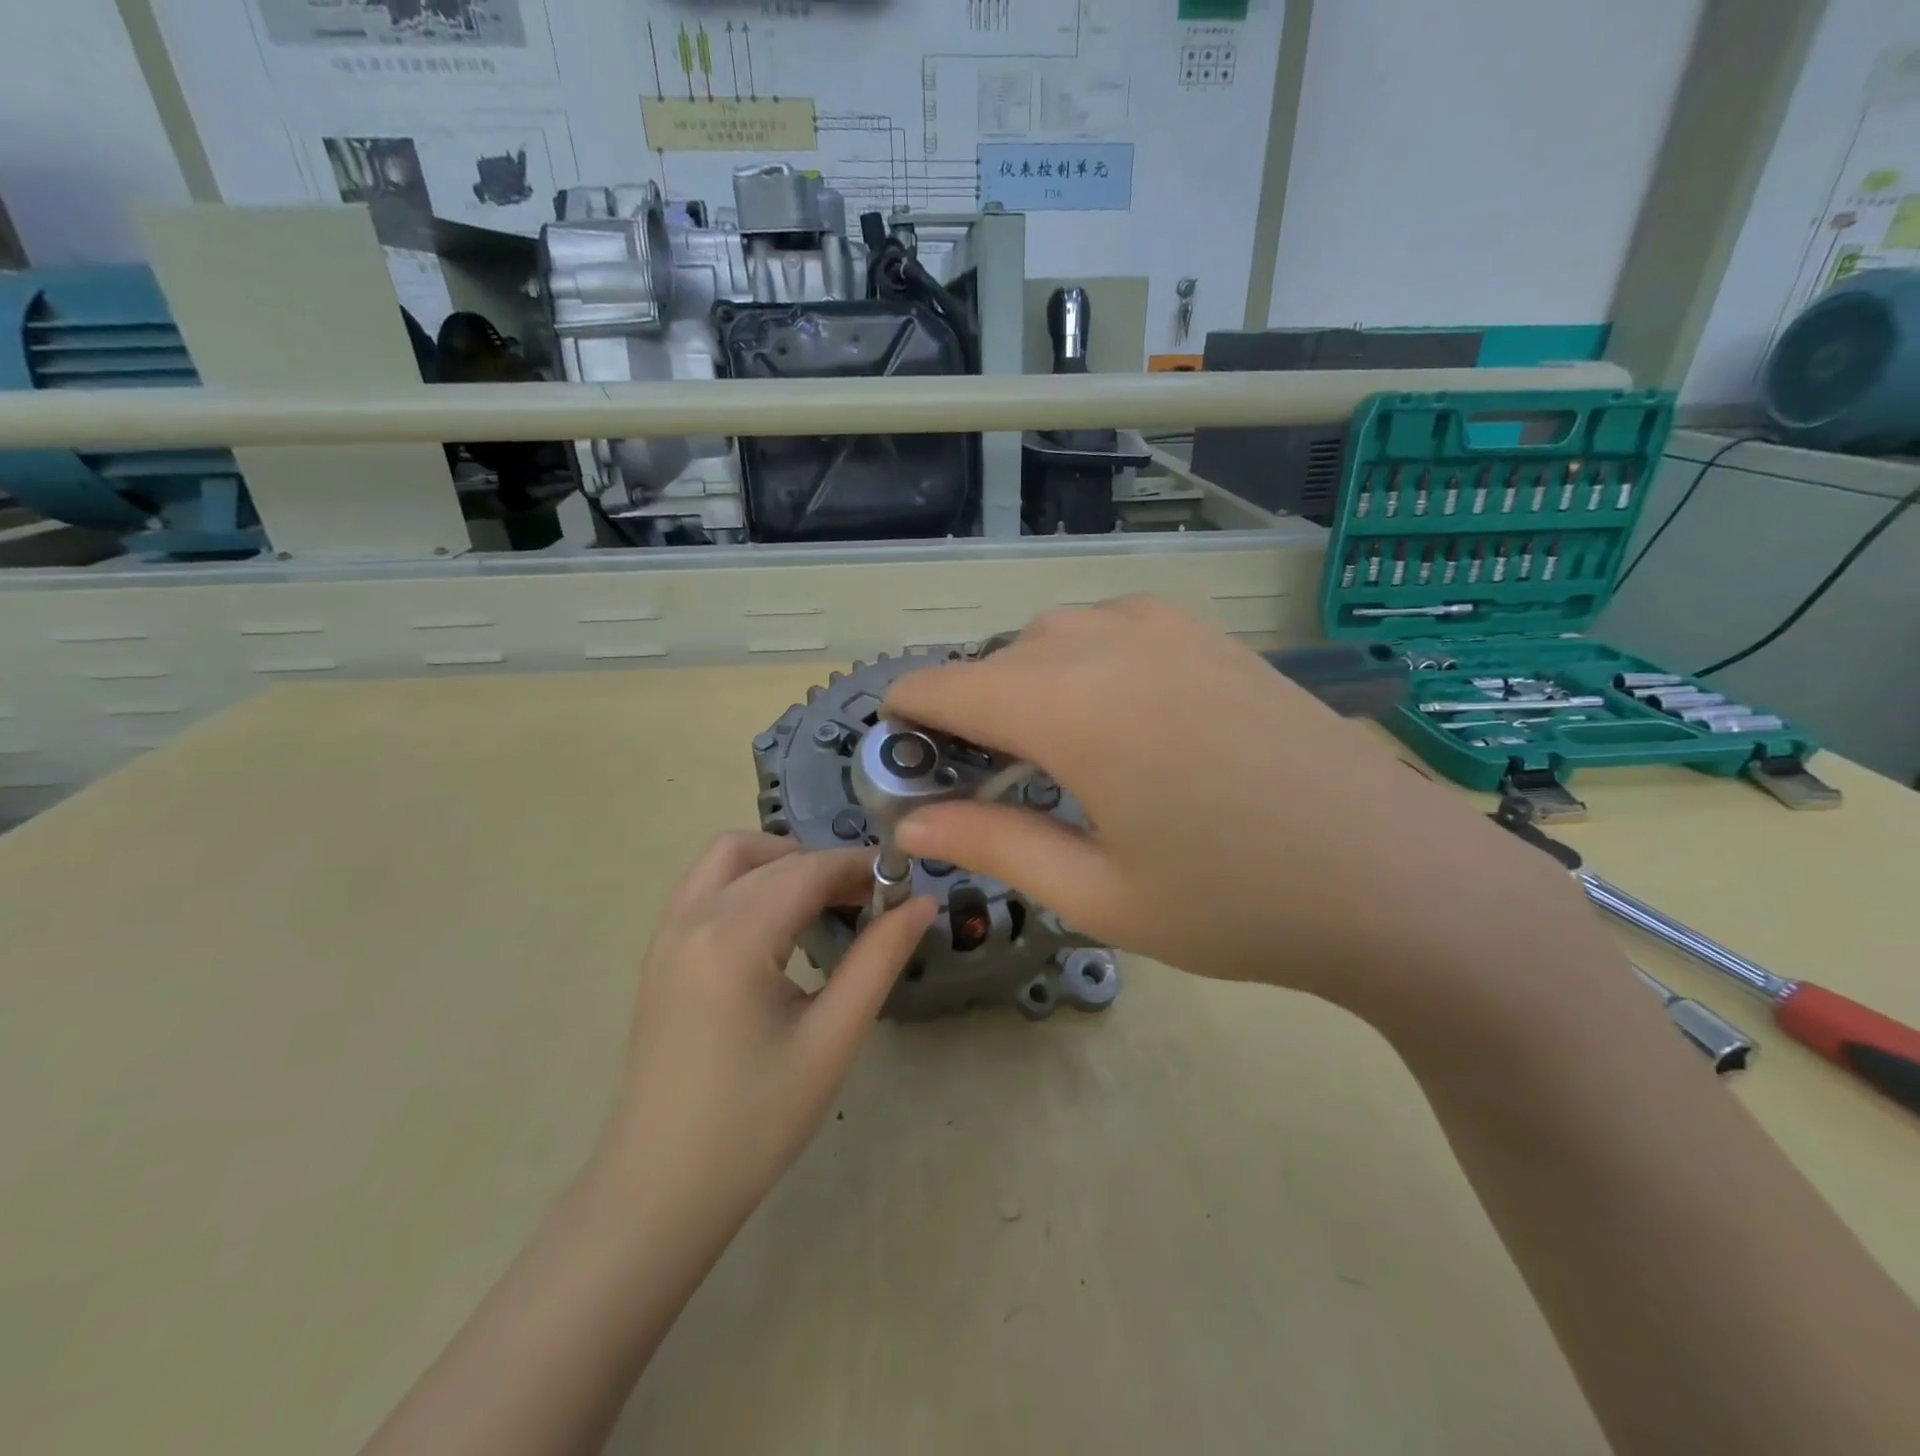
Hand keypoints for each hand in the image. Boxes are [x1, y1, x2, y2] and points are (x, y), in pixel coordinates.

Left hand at [594, 833, 934, 1223]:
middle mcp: (692, 918)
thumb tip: (922, 902)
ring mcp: (666, 933)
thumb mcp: (831, 1040)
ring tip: (824, 904)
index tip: (903, 884)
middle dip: (826, 865)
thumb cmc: (755, 1122)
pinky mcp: (659, 952)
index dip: (861, 867)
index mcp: (733, 938)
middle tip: (870, 902)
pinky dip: (749, 880)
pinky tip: (777, 926)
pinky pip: (706, 884)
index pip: (808, 870)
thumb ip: (879, 959)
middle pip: (770, 856)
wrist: (660, 1190)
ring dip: (781, 862)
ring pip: (729, 856)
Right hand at [884, 597, 1597, 1025]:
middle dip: (970, 710)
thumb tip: (913, 823)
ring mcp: (1166, 627)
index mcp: (1070, 706)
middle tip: (983, 781)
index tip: (899, 747)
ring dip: (1026, 682)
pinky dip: (1081, 661)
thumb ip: (993, 845)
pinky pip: (1109, 626)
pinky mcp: (1208, 634)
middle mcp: (1108, 641)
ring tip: (1049, 753)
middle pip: (998, 659)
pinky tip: (1112, 718)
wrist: (1397, 879)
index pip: (948, 685)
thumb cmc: (1236, 902)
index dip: (909, 713)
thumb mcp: (1097, 892)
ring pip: (1052, 635)